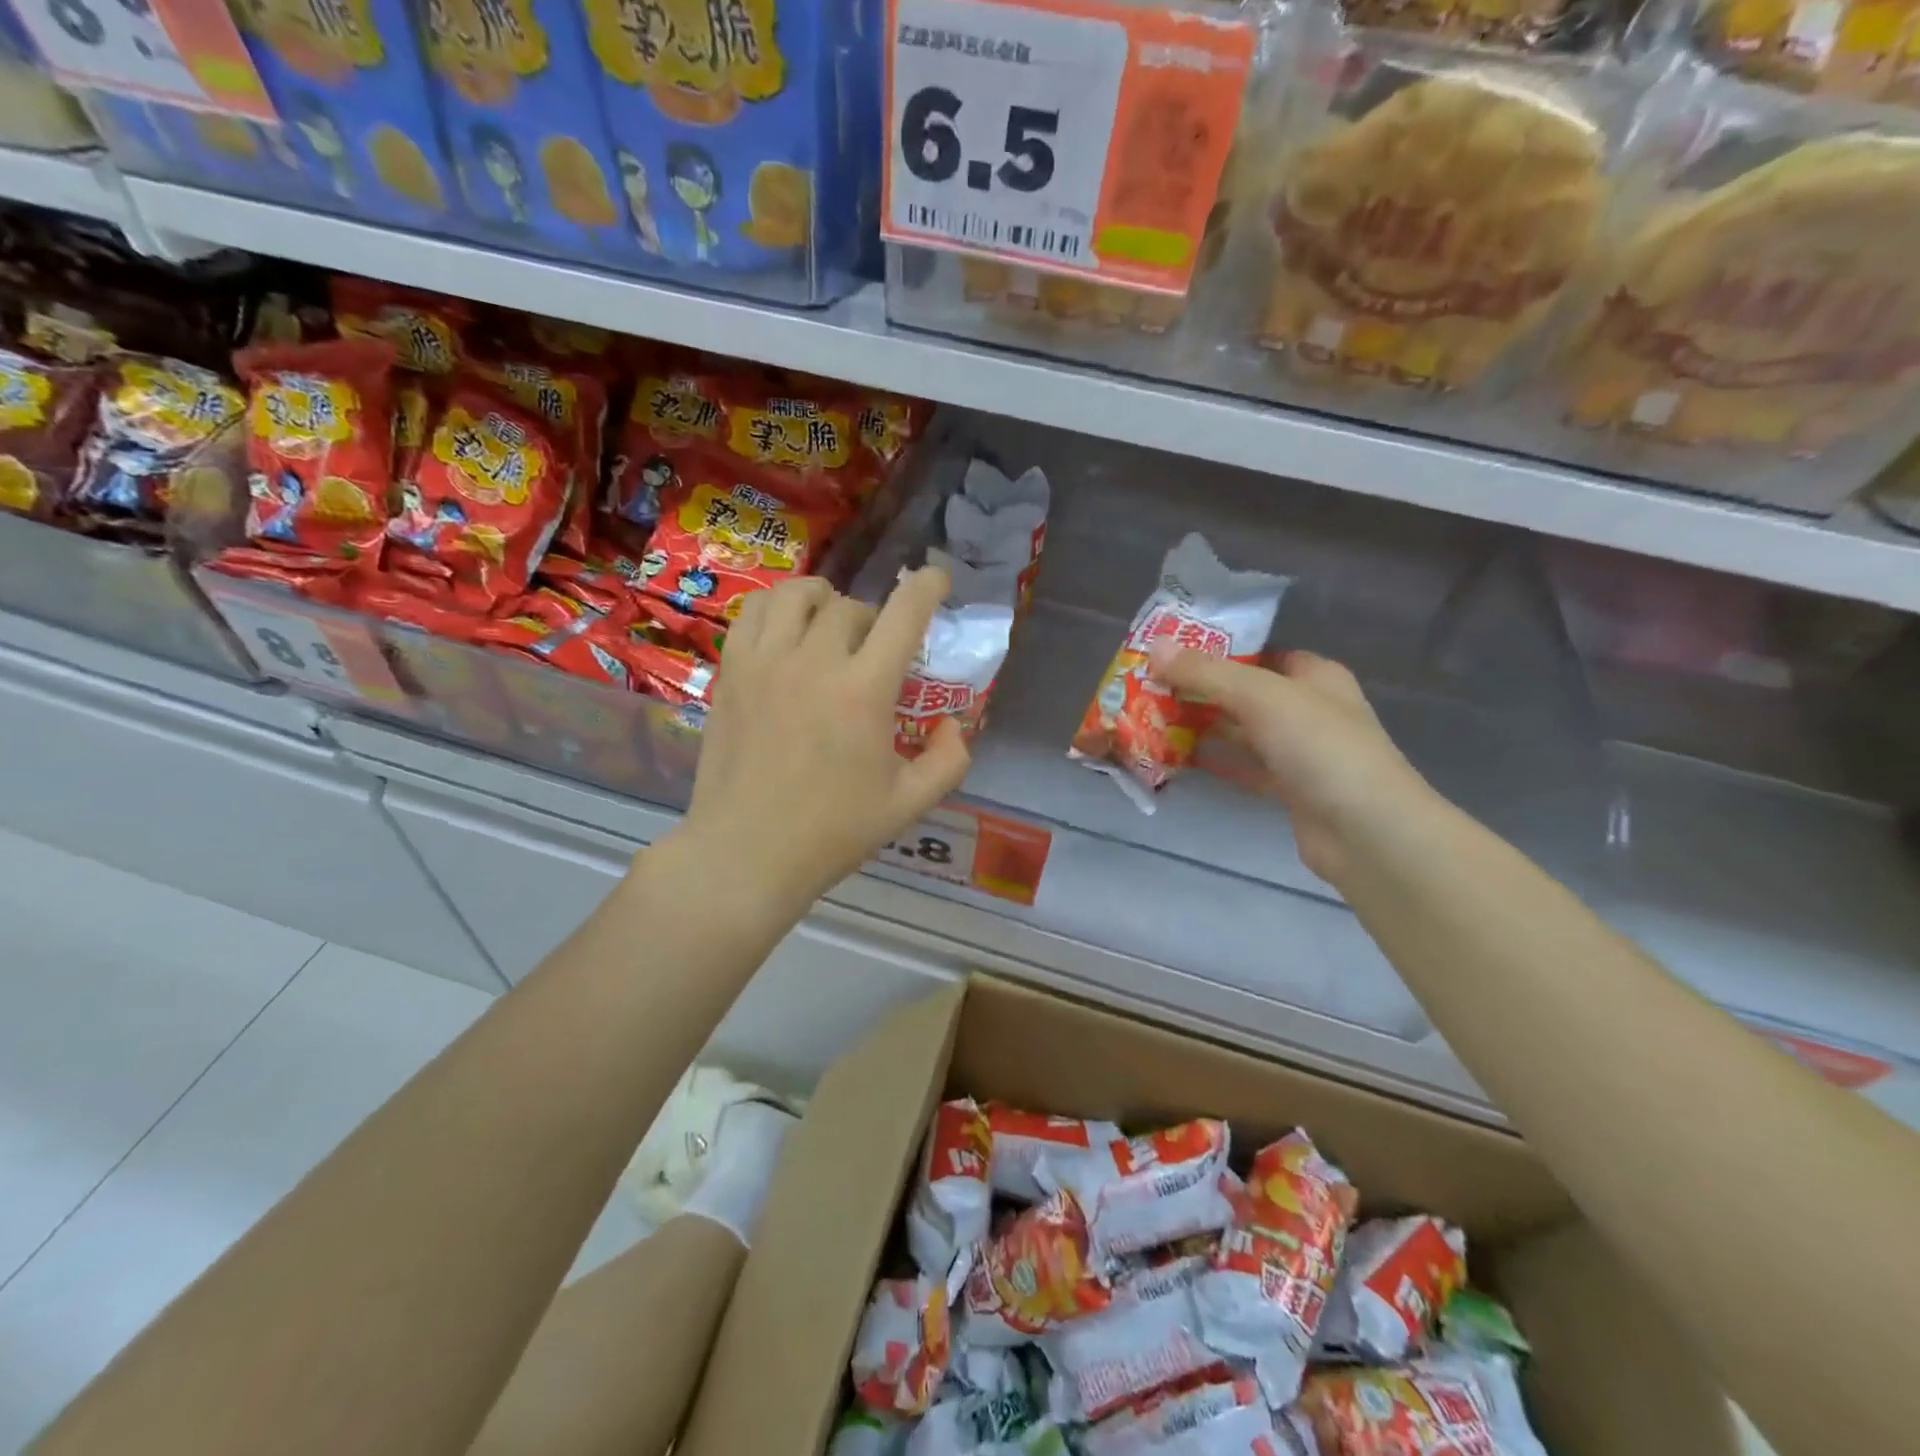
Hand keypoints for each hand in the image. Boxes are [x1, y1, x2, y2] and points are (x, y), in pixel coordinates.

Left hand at [677, 569, 971, 905]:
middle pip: (851, 607)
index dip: (928, 587)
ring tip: (829, 622)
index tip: (938, 580)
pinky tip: (785, 634)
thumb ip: (948, 760)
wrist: (746, 853)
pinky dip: (777, 609)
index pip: (903, 614)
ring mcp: (765, 663)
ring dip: (824, 600)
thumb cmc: (832, 833)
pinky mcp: (731, 672)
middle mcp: (814, 663)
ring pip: (797, 595)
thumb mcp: (909, 805)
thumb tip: (953, 725)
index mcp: (864, 692)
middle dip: (874, 620)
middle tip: (875, 652)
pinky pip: (753, 613)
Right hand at [1149, 645, 1436, 888]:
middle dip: (1201, 690)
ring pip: (1242, 731)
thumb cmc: (1320, 748)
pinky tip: (1178, 758)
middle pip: (1246, 692)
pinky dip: (1215, 761)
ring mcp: (1300, 752)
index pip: (1261, 651)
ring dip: (1203, 726)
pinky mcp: (1288, 789)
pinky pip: (1244, 767)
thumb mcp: (1261, 697)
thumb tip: (1155, 647)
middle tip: (1150, 687)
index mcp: (1315, 676)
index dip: (1219, 650)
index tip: (1171, 653)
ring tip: (1152, 718)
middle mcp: (1309, 709)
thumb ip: (1207, 673)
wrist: (1367, 832)